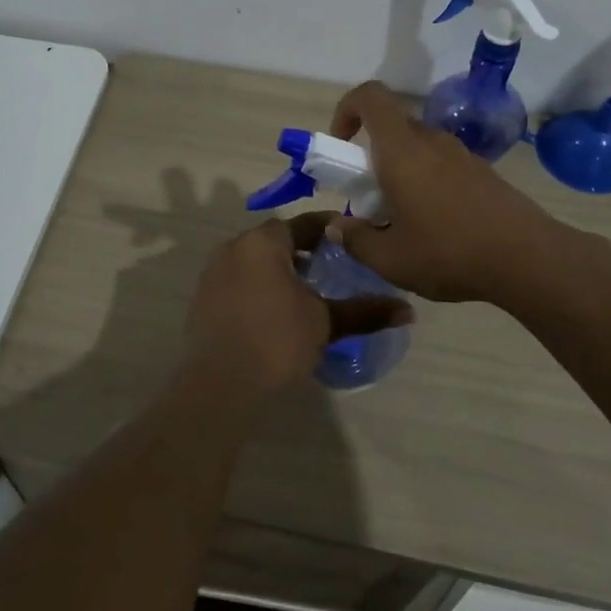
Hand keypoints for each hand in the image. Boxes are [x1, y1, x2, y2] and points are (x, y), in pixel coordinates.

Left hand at [185, 213, 412, 394]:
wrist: (218, 387)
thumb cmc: (276, 342)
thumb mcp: (325, 323)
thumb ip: (364, 311)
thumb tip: (408, 309)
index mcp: (263, 242)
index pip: (304, 223)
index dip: (331, 230)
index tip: (353, 240)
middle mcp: (234, 248)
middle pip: (277, 240)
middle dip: (306, 251)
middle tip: (335, 267)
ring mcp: (213, 274)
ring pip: (256, 262)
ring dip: (282, 271)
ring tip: (310, 293)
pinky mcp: (203, 301)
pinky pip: (240, 282)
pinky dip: (261, 288)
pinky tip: (279, 313)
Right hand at [326, 81, 565, 303]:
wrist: (527, 258)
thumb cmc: (449, 252)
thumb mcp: (390, 259)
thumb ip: (355, 240)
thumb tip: (336, 227)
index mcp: (401, 150)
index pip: (370, 96)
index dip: (347, 108)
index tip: (340, 144)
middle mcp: (431, 141)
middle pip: (392, 126)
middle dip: (370, 152)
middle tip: (367, 195)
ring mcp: (460, 154)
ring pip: (418, 146)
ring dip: (399, 169)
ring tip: (400, 217)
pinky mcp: (482, 171)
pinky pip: (441, 163)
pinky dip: (426, 180)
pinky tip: (434, 224)